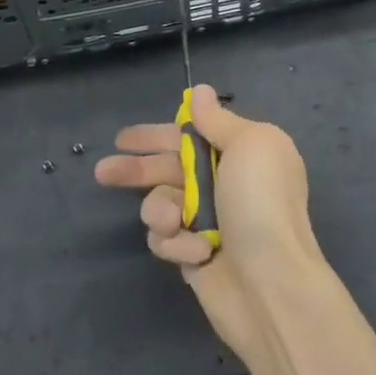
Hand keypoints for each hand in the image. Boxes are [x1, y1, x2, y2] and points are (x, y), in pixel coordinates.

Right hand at [94, 86, 323, 358]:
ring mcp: (208, 221)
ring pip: (160, 203)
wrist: (271, 283)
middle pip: (168, 167)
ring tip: (173, 222)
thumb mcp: (250, 144)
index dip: (156, 135)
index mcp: (241, 152)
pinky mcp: (193, 255)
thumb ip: (218, 120)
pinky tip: (195, 253)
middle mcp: (224, 183)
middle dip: (136, 169)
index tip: (124, 139)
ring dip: (161, 210)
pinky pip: (166, 239)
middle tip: (104, 171)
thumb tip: (200, 91)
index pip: (190, 135)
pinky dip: (176, 243)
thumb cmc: (261, 204)